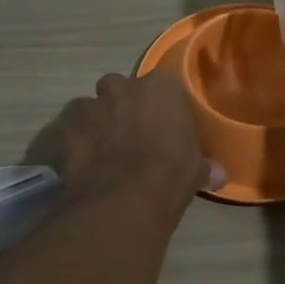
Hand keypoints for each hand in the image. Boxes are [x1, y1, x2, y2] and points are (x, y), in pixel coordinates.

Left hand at [27, 71, 220, 209]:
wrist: (124, 200)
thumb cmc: (170, 175)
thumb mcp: (195, 171)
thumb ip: (204, 166)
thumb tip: (219, 174)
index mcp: (160, 88)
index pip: (163, 83)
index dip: (161, 102)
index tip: (163, 121)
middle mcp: (123, 88)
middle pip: (119, 86)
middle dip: (121, 103)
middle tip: (129, 132)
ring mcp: (90, 106)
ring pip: (89, 106)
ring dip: (94, 122)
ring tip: (100, 150)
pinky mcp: (65, 129)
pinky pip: (65, 131)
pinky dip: (70, 142)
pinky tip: (77, 162)